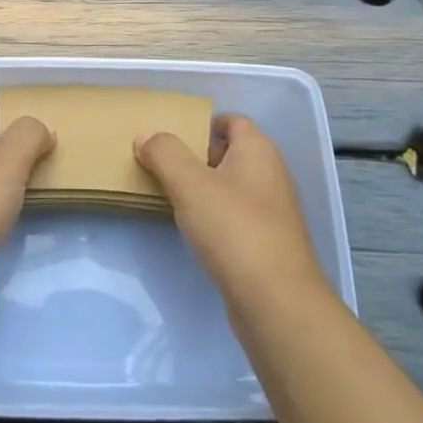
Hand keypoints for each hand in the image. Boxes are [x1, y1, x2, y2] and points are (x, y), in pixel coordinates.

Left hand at [0, 107, 54, 314]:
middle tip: (51, 158)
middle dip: (17, 152)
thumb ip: (30, 134)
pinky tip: (21, 215)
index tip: (47, 134)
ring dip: (10, 182)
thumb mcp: (8, 158)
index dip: (16, 120)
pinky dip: (0, 208)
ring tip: (44, 184)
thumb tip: (42, 130)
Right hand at [136, 114, 325, 301]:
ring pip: (232, 187)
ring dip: (204, 189)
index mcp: (258, 150)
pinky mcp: (268, 244)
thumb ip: (164, 153)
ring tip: (170, 195)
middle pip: (230, 153)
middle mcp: (271, 174)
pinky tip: (193, 230)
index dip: (204, 123)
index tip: (173, 134)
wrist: (276, 301)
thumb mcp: (189, 183)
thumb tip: (146, 135)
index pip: (232, 121)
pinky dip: (215, 217)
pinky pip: (236, 217)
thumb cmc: (233, 228)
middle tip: (162, 164)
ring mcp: (273, 212)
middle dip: (197, 156)